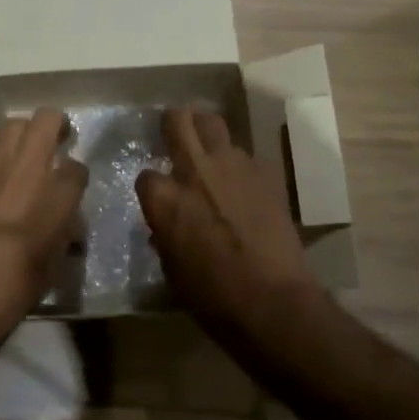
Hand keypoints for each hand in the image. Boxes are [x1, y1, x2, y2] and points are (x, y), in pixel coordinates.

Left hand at [0, 109, 87, 373]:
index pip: (77, 167)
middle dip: (56, 127)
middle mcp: (26, 168)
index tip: (73, 186)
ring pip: (13, 125)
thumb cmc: (9, 291)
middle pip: (47, 120)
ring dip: (24, 135)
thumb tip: (64, 219)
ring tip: (23, 156)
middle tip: (57, 143)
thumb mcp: (52, 267)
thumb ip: (62, 231)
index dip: (77, 176)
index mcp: (57, 195)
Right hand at [136, 108, 321, 329]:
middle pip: (179, 119)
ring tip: (212, 156)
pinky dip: (240, 166)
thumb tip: (166, 226)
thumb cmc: (213, 297)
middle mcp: (195, 171)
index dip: (151, 185)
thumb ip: (165, 235)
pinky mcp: (265, 172)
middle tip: (176, 130)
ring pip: (216, 126)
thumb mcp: (172, 270)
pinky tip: (244, 185)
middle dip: (174, 121)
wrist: (272, 300)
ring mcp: (233, 166)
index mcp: (165, 199)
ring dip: (209, 138)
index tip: (158, 195)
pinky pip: (247, 156)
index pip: (146, 175)